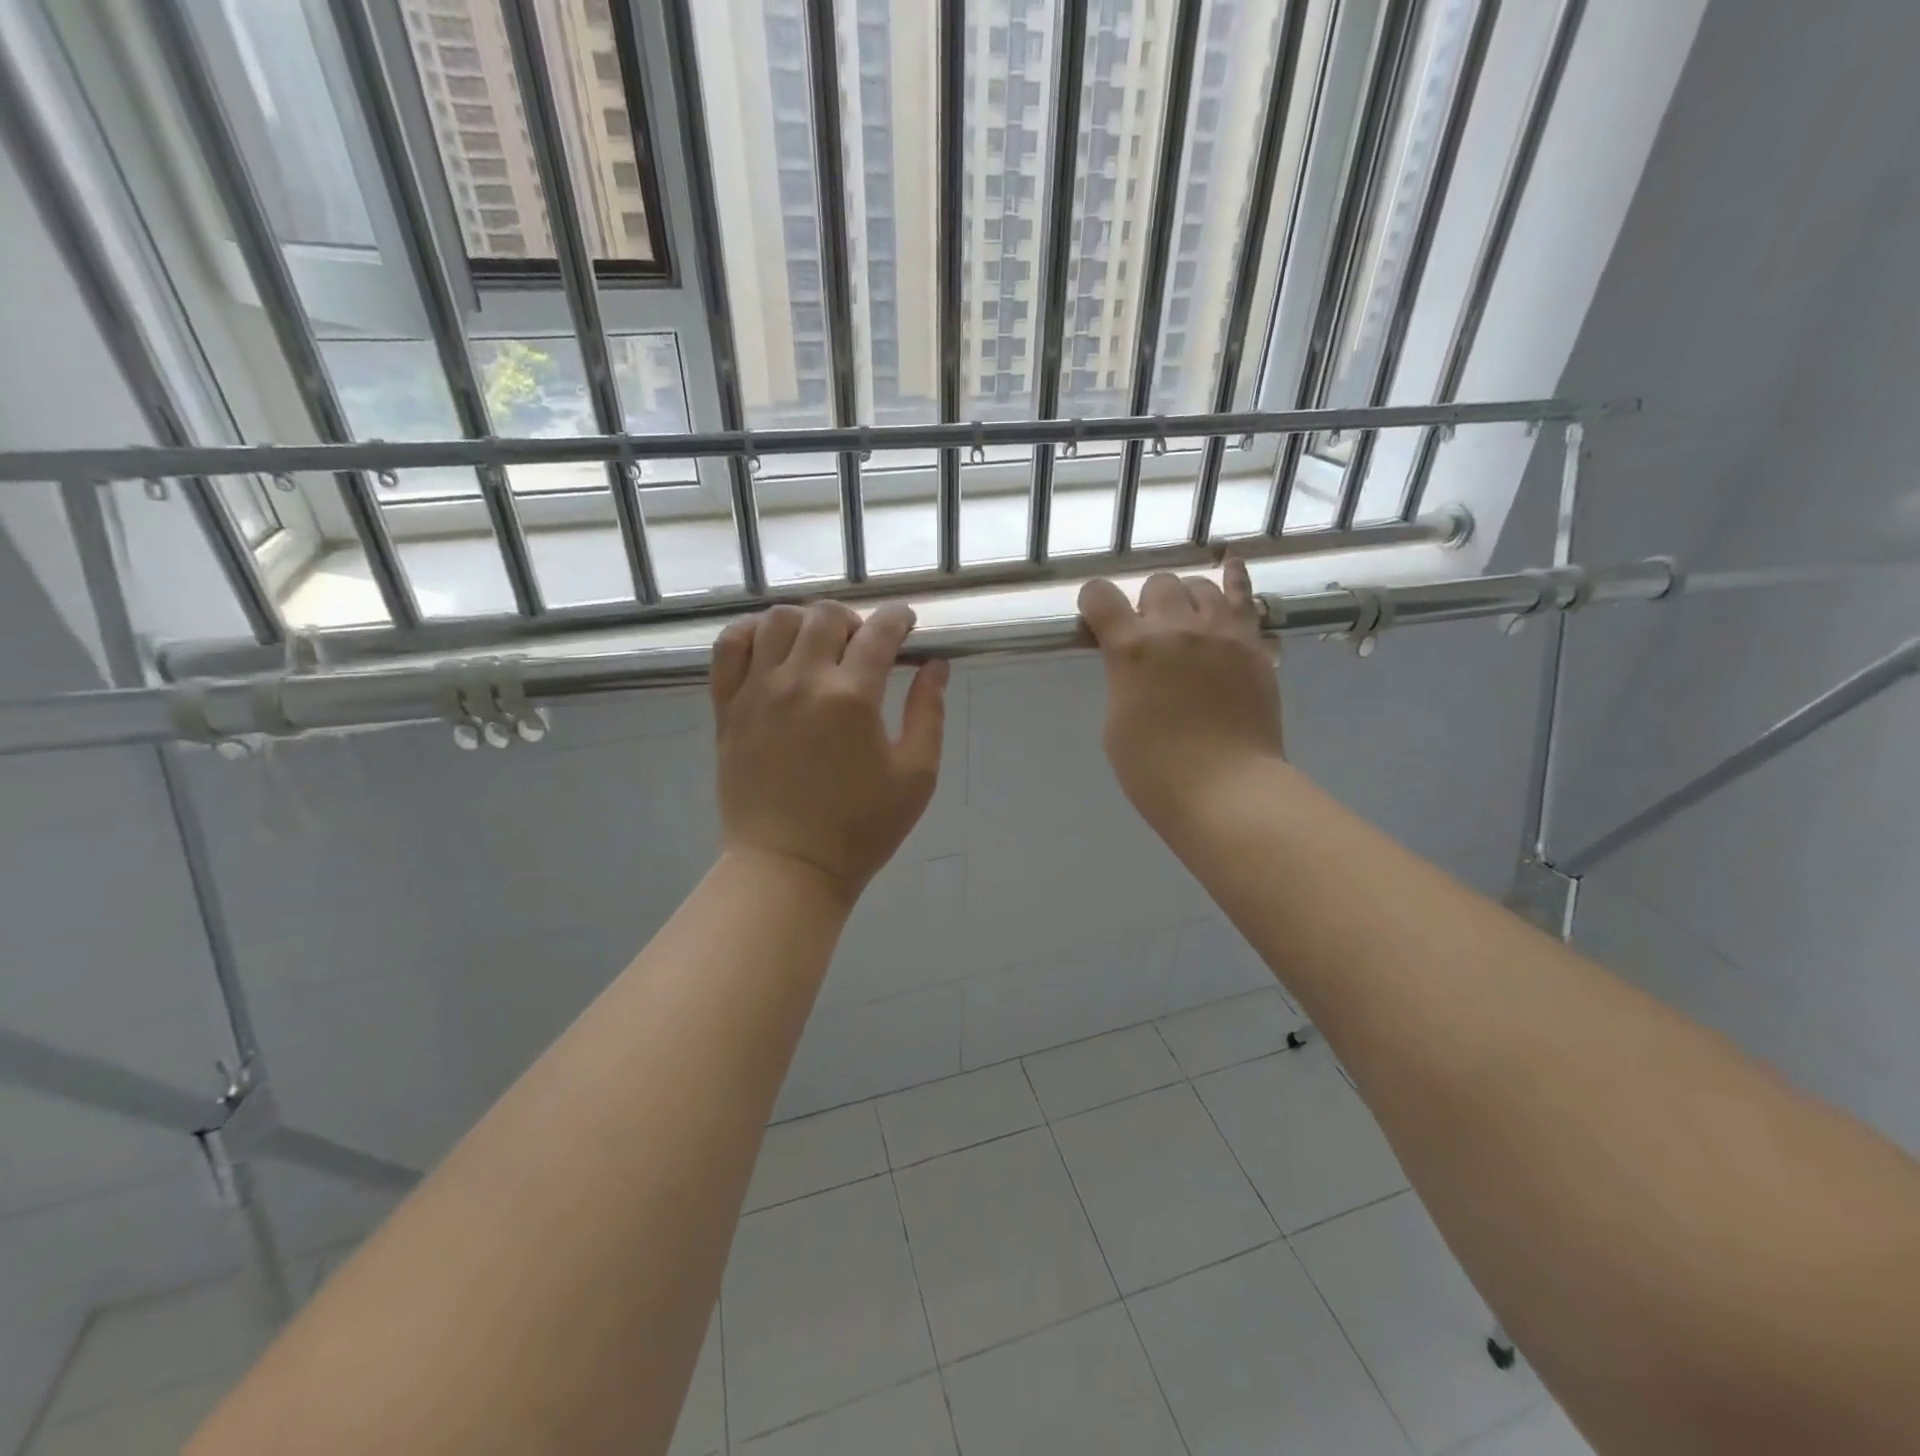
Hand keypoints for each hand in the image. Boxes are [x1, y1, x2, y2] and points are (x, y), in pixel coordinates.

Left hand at [711, 600, 947, 904]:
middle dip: (855, 619)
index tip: (907, 622)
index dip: (899, 618)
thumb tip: (936, 666)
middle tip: (866, 645)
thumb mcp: (916, 776)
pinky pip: (730, 647)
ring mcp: (757, 692)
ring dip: (807, 621)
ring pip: (777, 620)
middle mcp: (801, 681)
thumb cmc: (861, 829)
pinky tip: (771, 647)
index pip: (880, 632)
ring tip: (819, 645)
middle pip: (826, 616)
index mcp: (852, 697)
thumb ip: (929, 713)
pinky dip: (752, 632)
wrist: (789, 867)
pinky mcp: (727, 708)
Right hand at [1078, 558, 1284, 835]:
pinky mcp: (1253, 645)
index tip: (1094, 620)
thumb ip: (1121, 679)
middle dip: (1145, 604)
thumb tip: (1130, 661)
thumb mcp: (1116, 723)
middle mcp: (1176, 627)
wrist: (1227, 791)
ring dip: (1184, 599)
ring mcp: (1221, 632)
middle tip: (1148, 637)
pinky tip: (1230, 564)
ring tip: (1185, 621)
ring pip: (1198, 585)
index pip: (1100, 597)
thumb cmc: (1156, 771)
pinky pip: (1244, 597)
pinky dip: (1234, 578)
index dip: (1092, 603)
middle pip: (1156, 584)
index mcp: (1132, 649)